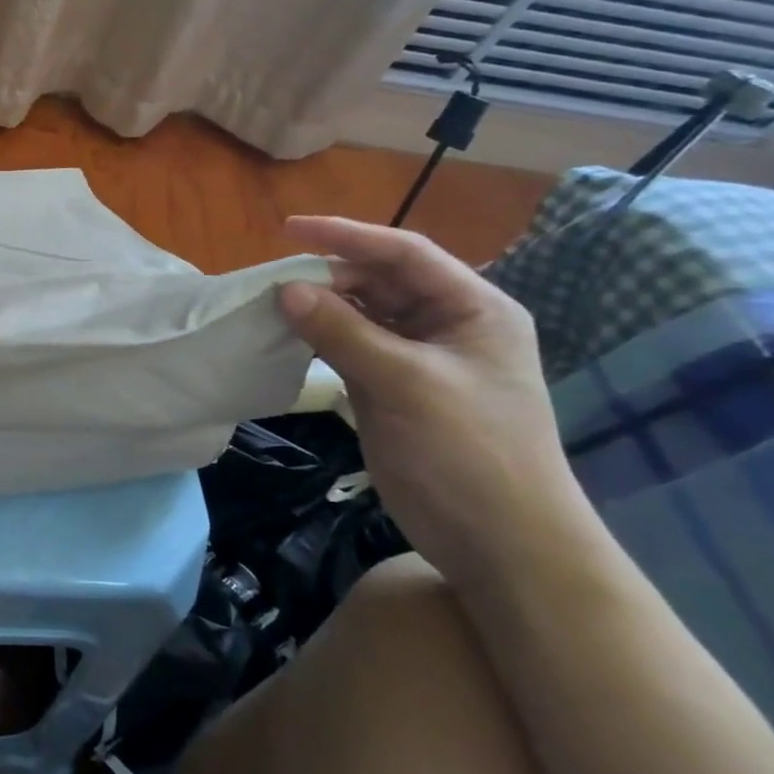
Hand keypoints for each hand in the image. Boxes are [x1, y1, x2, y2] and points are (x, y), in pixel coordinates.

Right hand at [275, 216, 598, 592]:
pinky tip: (288, 338)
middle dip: (328, 276)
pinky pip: (350, 347)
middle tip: (274, 281)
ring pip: (361, 314)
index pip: (404, 253)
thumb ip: (343, 331)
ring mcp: (419, 357)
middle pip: (379, 281)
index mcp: (472, 309)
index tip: (288, 230)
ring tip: (273, 307)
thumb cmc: (468, 452)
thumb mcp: (405, 383)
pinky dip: (319, 339)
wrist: (500, 544)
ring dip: (320, 308)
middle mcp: (447, 324)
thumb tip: (285, 289)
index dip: (346, 236)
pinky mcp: (393, 387)